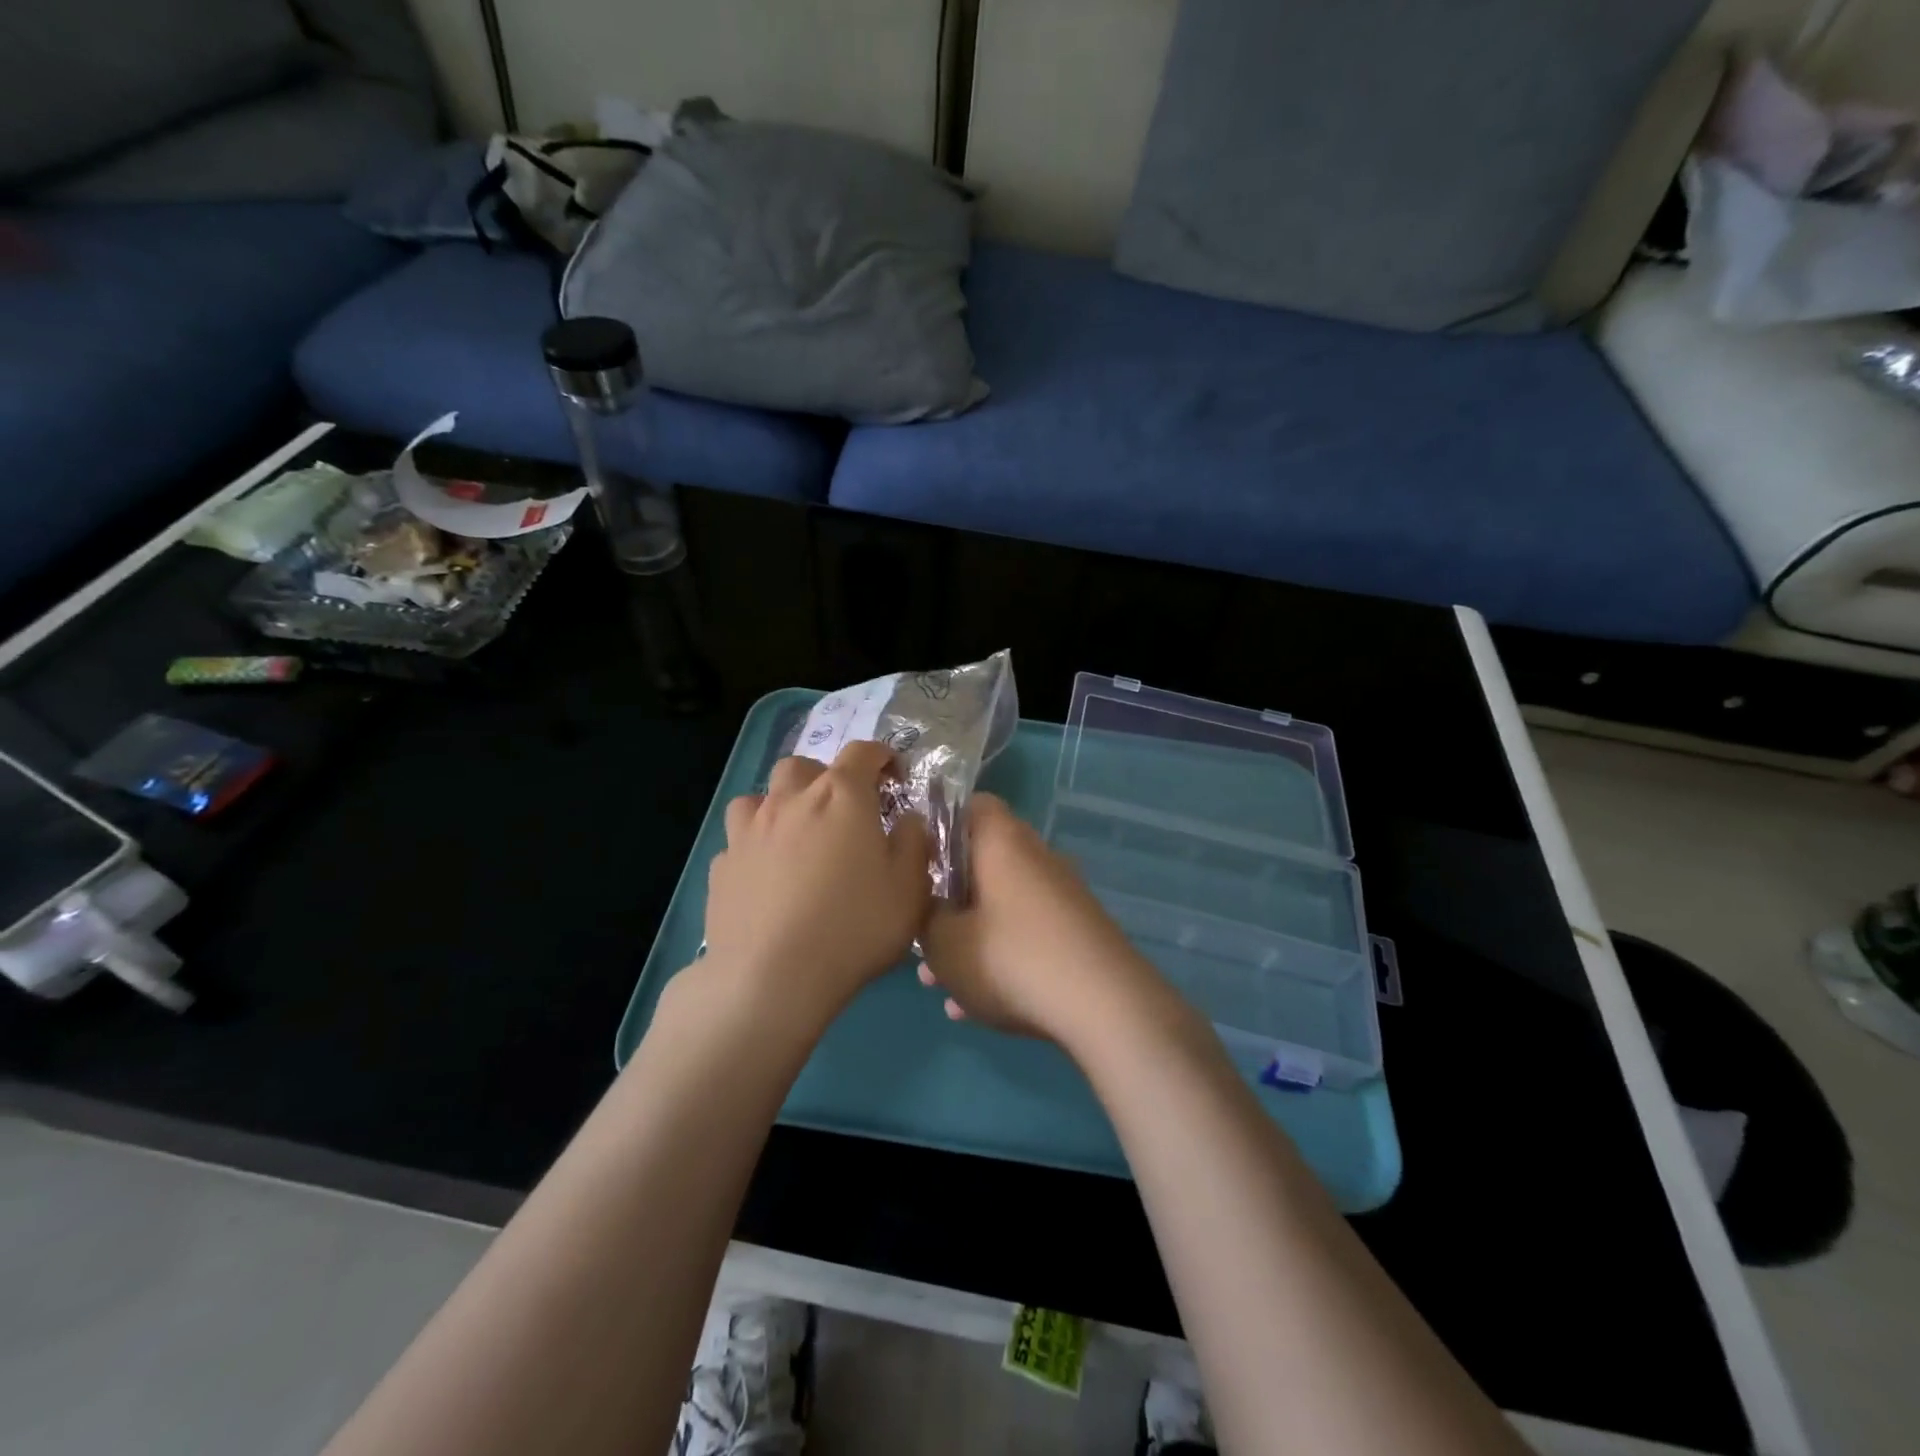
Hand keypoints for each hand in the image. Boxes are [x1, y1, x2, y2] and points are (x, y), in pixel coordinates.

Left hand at [701, 740, 929, 1021]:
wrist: (771, 978)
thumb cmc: (853, 927)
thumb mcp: (909, 888)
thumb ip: (913, 842)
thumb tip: (907, 818)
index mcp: (841, 796)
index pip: (862, 752)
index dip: (881, 757)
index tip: (893, 777)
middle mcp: (790, 800)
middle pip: (802, 766)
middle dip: (824, 777)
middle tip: (841, 811)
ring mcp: (749, 832)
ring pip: (760, 797)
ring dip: (780, 805)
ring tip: (796, 837)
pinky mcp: (722, 866)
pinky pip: (739, 841)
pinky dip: (756, 847)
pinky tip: (766, 878)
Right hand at [917, 794, 1167, 1047]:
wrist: (1105, 1006)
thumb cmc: (1012, 958)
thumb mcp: (944, 944)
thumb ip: (926, 919)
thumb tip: (932, 908)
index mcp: (1002, 841)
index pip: (970, 805)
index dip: (939, 825)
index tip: (916, 860)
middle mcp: (1036, 857)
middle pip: (983, 863)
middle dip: (948, 898)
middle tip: (921, 930)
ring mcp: (1062, 895)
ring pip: (1001, 907)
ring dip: (969, 939)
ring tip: (938, 984)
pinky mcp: (1079, 932)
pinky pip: (1026, 937)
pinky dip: (999, 962)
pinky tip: (972, 1010)